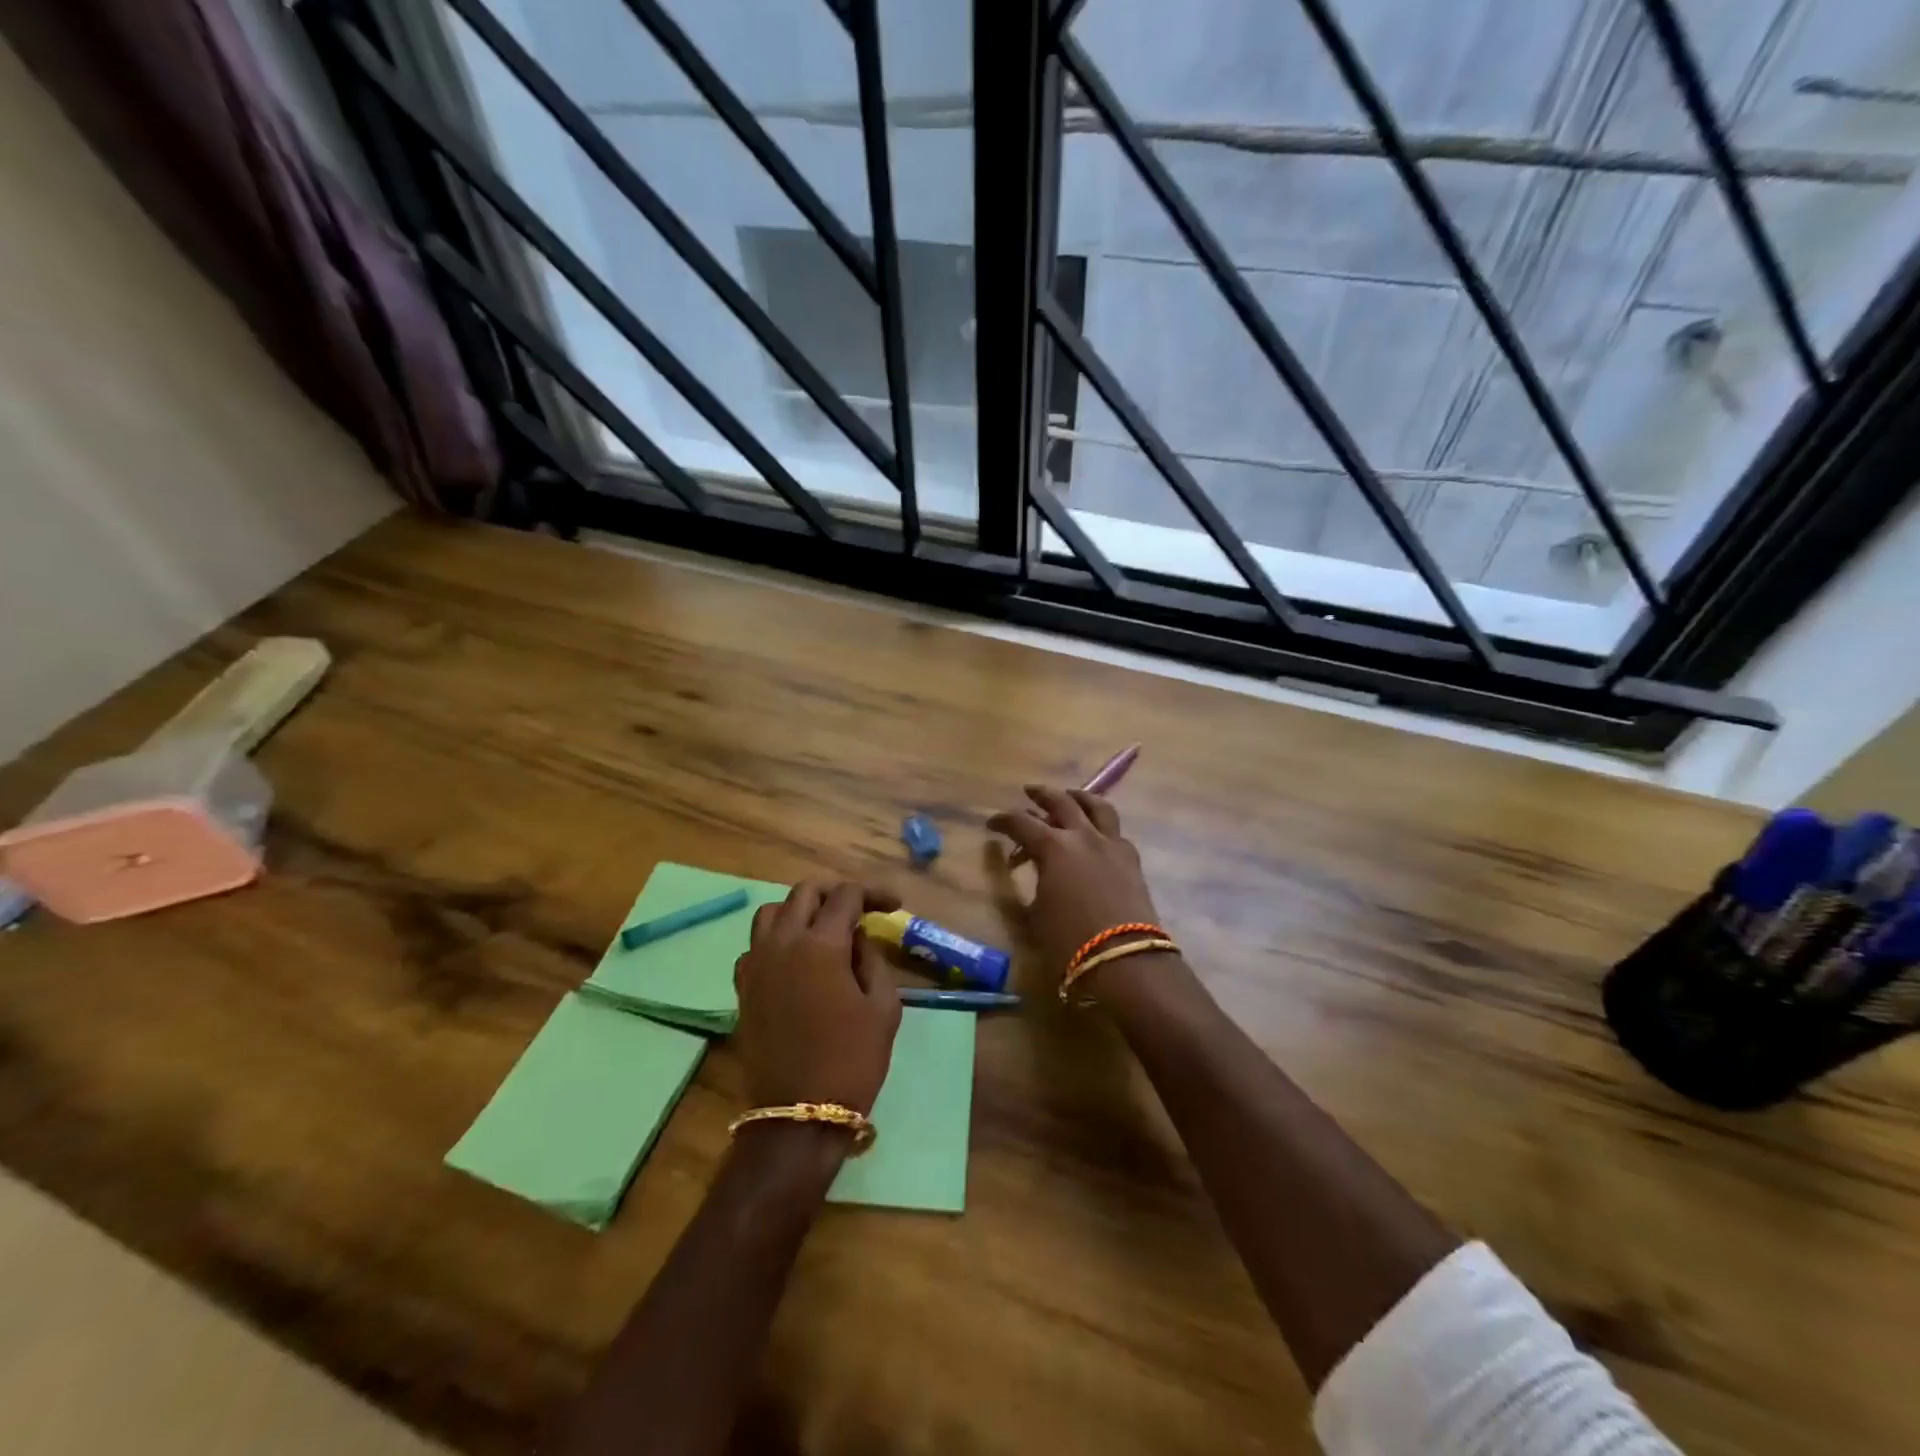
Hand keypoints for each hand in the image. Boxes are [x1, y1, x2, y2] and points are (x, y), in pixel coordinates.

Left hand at [733, 881, 902, 1115]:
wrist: (798, 1115)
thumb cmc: (852, 1060)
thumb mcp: (883, 1008)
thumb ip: (871, 960)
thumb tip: (856, 937)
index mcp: (821, 945)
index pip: (845, 896)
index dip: (873, 893)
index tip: (893, 906)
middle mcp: (783, 943)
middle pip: (804, 893)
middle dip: (835, 894)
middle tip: (859, 910)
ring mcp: (756, 964)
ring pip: (772, 912)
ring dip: (800, 910)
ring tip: (823, 928)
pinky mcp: (743, 987)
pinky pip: (755, 944)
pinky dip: (776, 939)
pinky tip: (795, 959)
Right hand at [988, 786, 1164, 990]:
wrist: (1125, 960)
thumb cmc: (1069, 942)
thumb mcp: (1035, 915)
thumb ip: (1029, 884)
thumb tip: (1025, 870)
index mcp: (1053, 847)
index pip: (1021, 823)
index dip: (1003, 821)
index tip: (992, 824)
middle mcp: (1083, 836)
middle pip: (1061, 801)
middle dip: (1041, 795)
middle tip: (1029, 792)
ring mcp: (1111, 844)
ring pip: (1097, 806)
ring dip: (1079, 798)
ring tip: (1070, 797)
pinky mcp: (1131, 859)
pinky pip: (1114, 831)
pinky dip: (1100, 825)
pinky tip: (1096, 835)